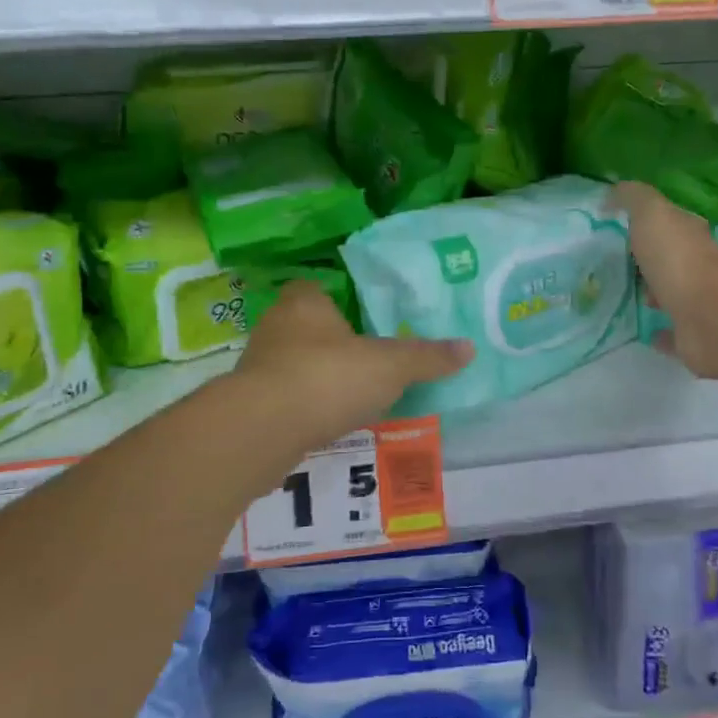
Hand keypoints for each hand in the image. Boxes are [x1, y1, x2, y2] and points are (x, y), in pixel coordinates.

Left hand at [233, 282, 471, 453]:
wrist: (263, 429)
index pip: (315, 288)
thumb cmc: (328, 377)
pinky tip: (325, 422)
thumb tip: (469, 348)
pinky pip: (284, 397)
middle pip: (305, 326)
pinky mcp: (249, 404)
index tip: (362, 318)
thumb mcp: (390, 366)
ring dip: (316, 376)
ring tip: (350, 395)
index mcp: (304, 303)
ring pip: (293, 363)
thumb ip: (427, 357)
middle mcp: (275, 327)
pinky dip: (303, 406)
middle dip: (331, 342)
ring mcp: (257, 366)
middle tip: (366, 358)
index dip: (337, 300)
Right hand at [607, 181, 717, 381]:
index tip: (622, 226)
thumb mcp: (651, 213)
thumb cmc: (677, 258)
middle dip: (650, 259)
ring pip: (671, 294)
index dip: (650, 222)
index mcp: (689, 235)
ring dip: (654, 293)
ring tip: (625, 294)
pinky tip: (643, 332)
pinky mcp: (691, 336)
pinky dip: (660, 332)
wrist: (707, 315)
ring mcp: (696, 303)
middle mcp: (697, 266)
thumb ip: (633, 198)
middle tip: (618, 262)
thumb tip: (612, 192)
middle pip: (671, 258)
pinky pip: (671, 333)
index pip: (672, 222)